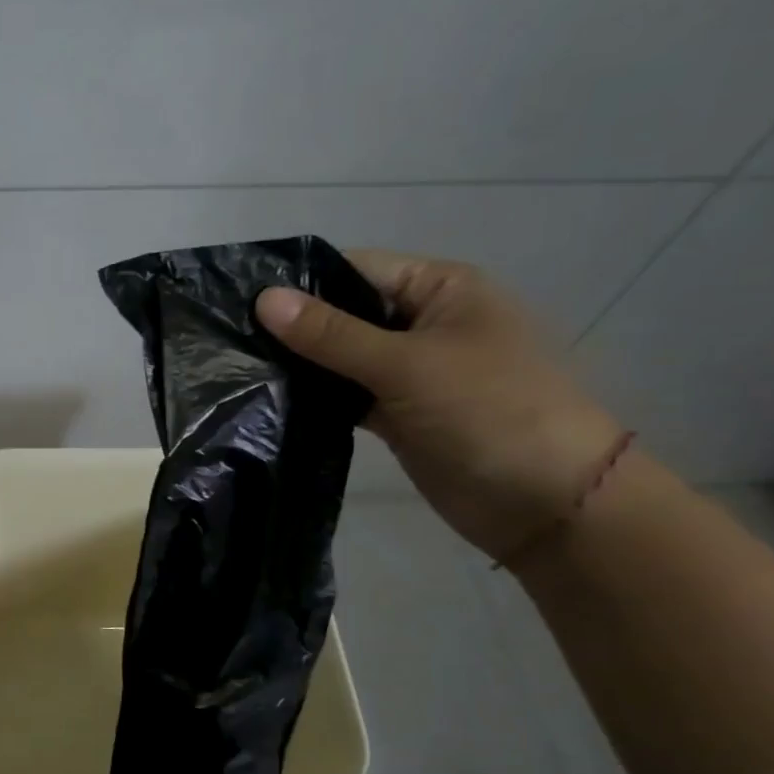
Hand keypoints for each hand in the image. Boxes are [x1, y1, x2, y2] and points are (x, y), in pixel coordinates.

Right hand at [256, 250, 624, 560]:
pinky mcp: (396, 414)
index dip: (300, 283)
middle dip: (292, 327)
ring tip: (236, 369)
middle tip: (226, 338)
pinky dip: (315, 399)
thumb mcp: (406, 365)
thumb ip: (331, 334)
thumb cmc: (489, 411)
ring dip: (298, 365)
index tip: (237, 299)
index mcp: (439, 289)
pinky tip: (269, 401)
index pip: (355, 269)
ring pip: (340, 358)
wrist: (547, 503)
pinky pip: (345, 395)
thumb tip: (262, 299)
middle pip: (344, 314)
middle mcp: (421, 323)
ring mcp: (408, 372)